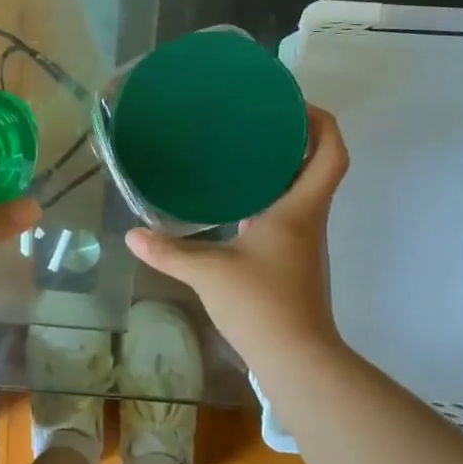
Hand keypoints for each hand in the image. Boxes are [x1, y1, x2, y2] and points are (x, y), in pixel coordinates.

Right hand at [125, 107, 347, 377]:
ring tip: (240, 151)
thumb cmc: (261, 304)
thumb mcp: (208, 273)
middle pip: (318, 165)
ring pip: (302, 190)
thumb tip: (131, 235)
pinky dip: (268, 197)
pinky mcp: (292, 261)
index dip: (319, 122)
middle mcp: (307, 218)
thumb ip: (168, 252)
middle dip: (295, 137)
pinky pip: (286, 213)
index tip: (290, 104)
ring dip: (281, 167)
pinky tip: (235, 202)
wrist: (295, 358)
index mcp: (299, 209)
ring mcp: (303, 242)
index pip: (331, 152)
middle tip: (255, 120)